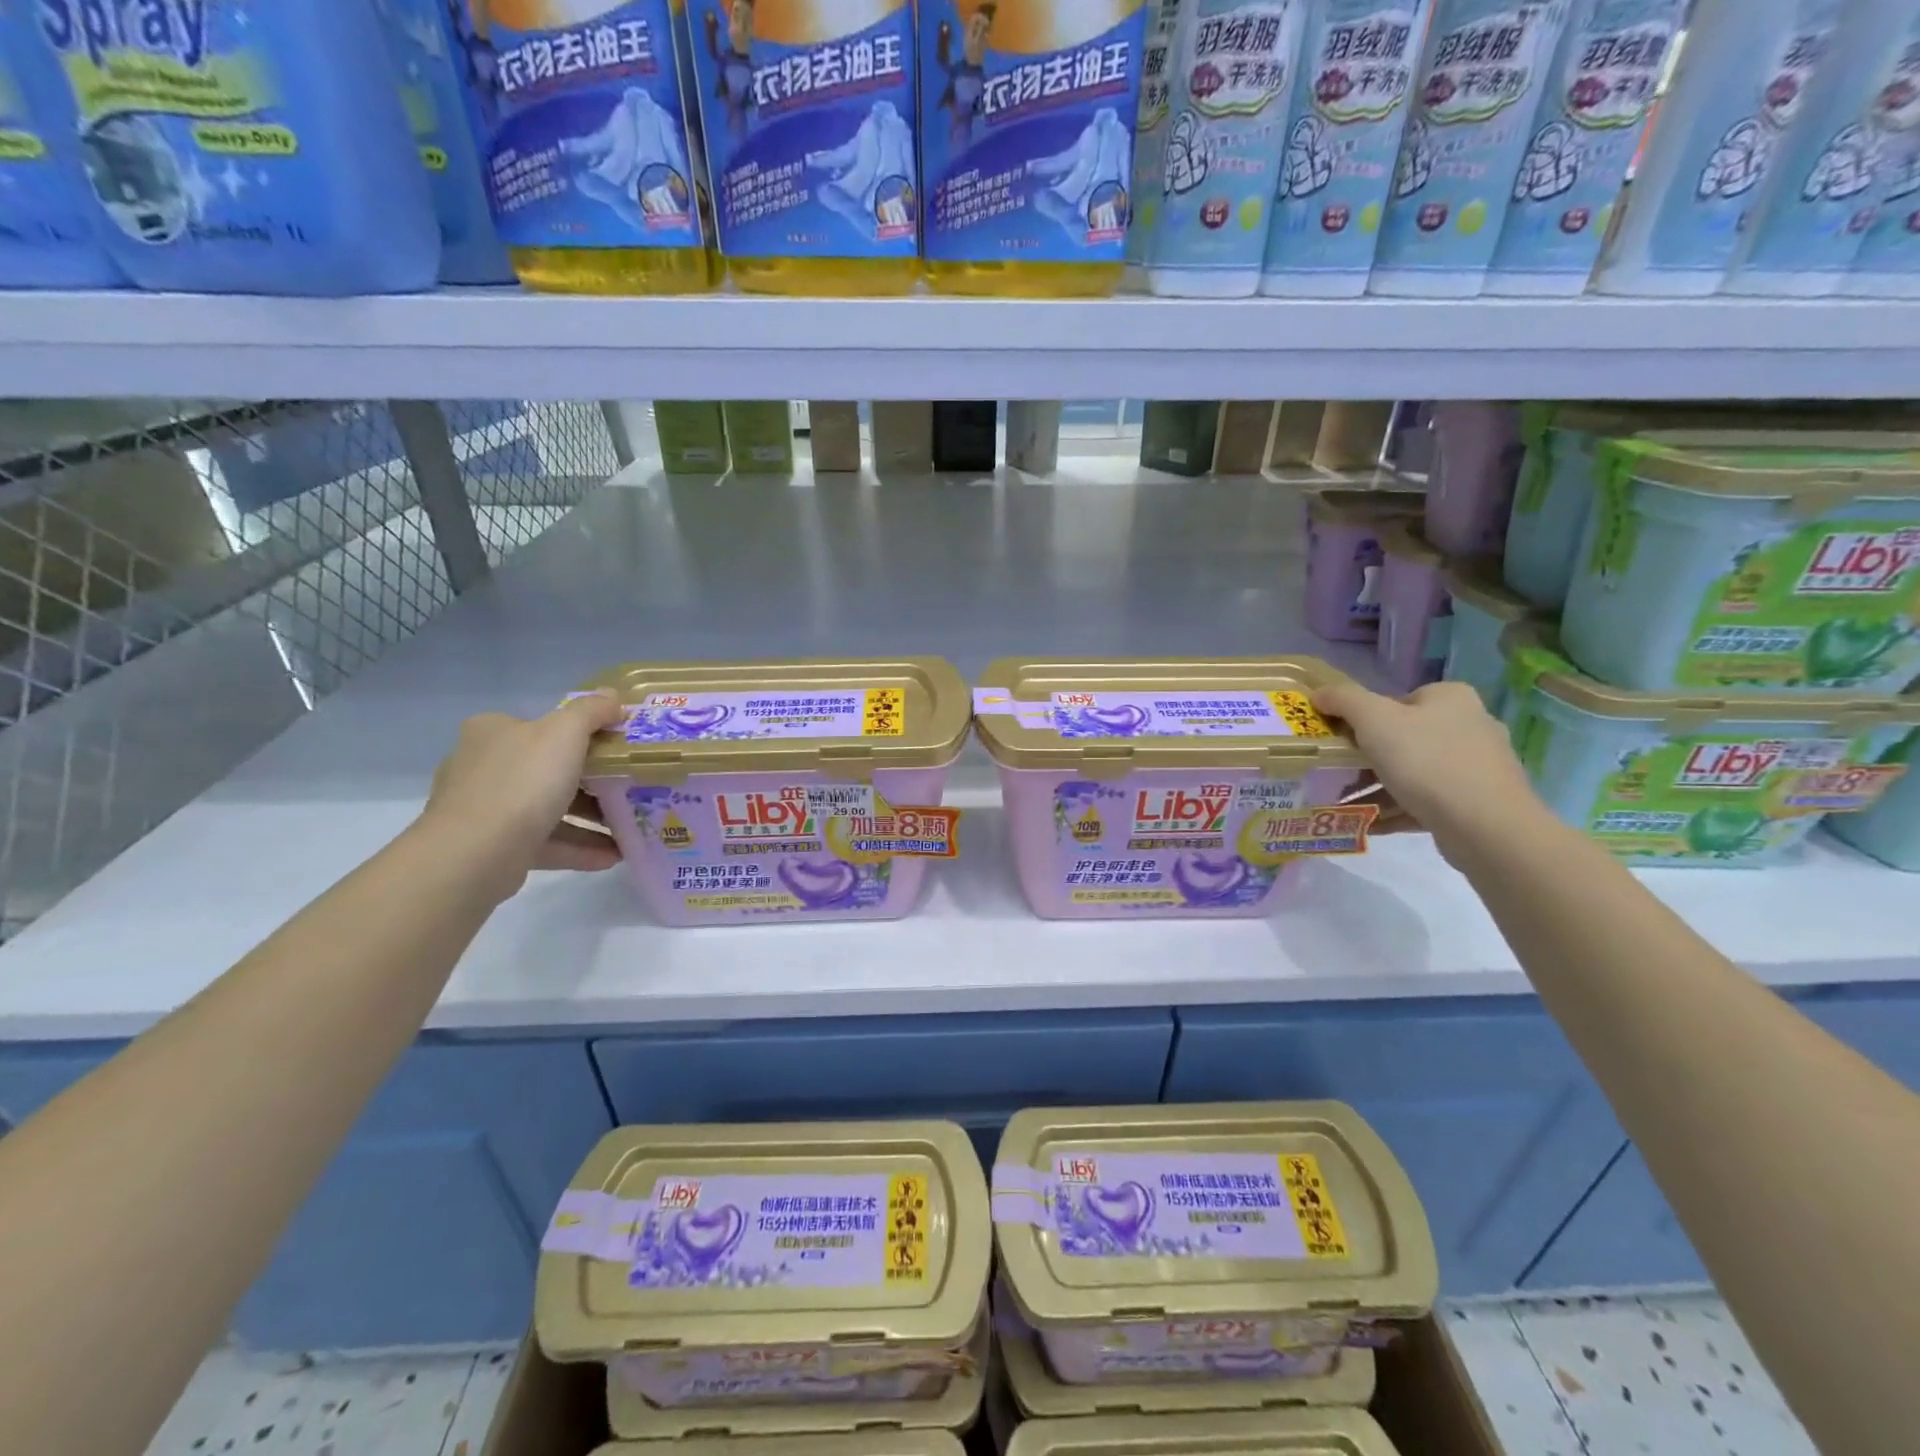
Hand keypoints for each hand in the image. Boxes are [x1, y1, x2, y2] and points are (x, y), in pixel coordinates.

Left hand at [418, 693, 625, 898]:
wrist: (476, 853)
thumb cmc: (522, 781)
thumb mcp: (565, 732)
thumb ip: (591, 711)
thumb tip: (612, 695)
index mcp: (493, 732)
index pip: (541, 726)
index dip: (582, 734)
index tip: (617, 748)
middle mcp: (484, 766)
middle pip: (549, 768)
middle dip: (592, 781)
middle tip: (629, 787)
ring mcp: (486, 809)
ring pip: (549, 808)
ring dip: (591, 818)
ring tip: (629, 827)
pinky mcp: (494, 847)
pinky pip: (547, 842)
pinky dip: (580, 847)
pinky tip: (614, 855)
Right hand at [1311, 679, 1544, 859]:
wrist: (1486, 826)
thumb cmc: (1426, 761)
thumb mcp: (1374, 720)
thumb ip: (1343, 700)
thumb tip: (1319, 692)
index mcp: (1450, 698)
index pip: (1396, 701)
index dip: (1362, 720)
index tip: (1340, 742)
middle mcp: (1470, 725)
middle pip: (1403, 738)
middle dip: (1366, 758)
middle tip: (1338, 774)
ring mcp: (1477, 766)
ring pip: (1413, 772)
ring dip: (1377, 787)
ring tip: (1346, 804)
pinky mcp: (1477, 802)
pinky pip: (1426, 800)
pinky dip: (1396, 809)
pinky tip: (1369, 823)